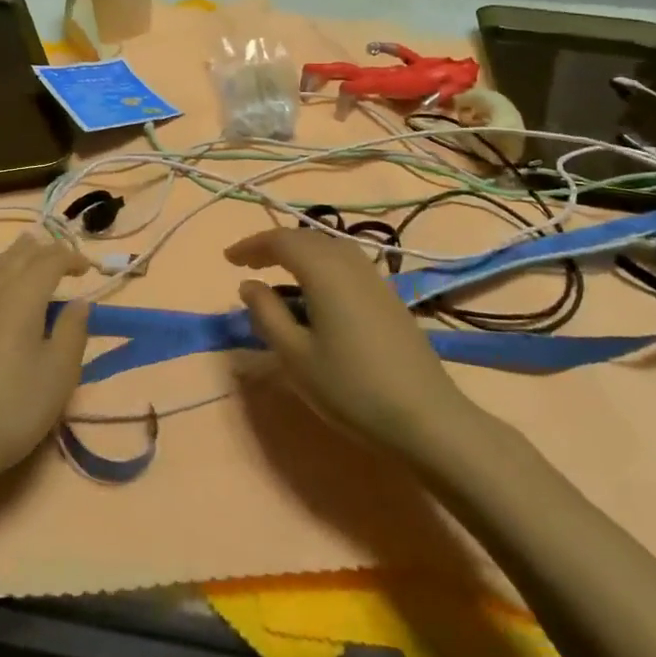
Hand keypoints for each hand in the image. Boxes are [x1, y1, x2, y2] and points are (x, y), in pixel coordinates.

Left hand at [0, 235, 91, 496]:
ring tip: (30, 259)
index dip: (70, 258)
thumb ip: (73, 331)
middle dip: (42, 250)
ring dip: (16, 257)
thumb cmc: (13, 407)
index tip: (88, 269)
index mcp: (22, 296)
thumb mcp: (59, 373)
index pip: (49, 260)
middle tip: (61, 257)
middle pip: (17, 256)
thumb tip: (79, 301)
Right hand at [227, 228, 474, 453]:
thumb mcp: (296, 356)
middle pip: (306, 237)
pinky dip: (321, 265)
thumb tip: (249, 285)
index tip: (228, 259)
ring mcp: (374, 279)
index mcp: (324, 272)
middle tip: (248, 264)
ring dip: (299, 252)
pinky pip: (346, 263)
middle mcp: (350, 264)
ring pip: (329, 248)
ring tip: (278, 274)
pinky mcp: (389, 297)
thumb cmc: (352, 388)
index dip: (251, 245)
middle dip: (274, 245)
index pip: (281, 241)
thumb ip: (267, 314)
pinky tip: (316, 293)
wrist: (427, 419)